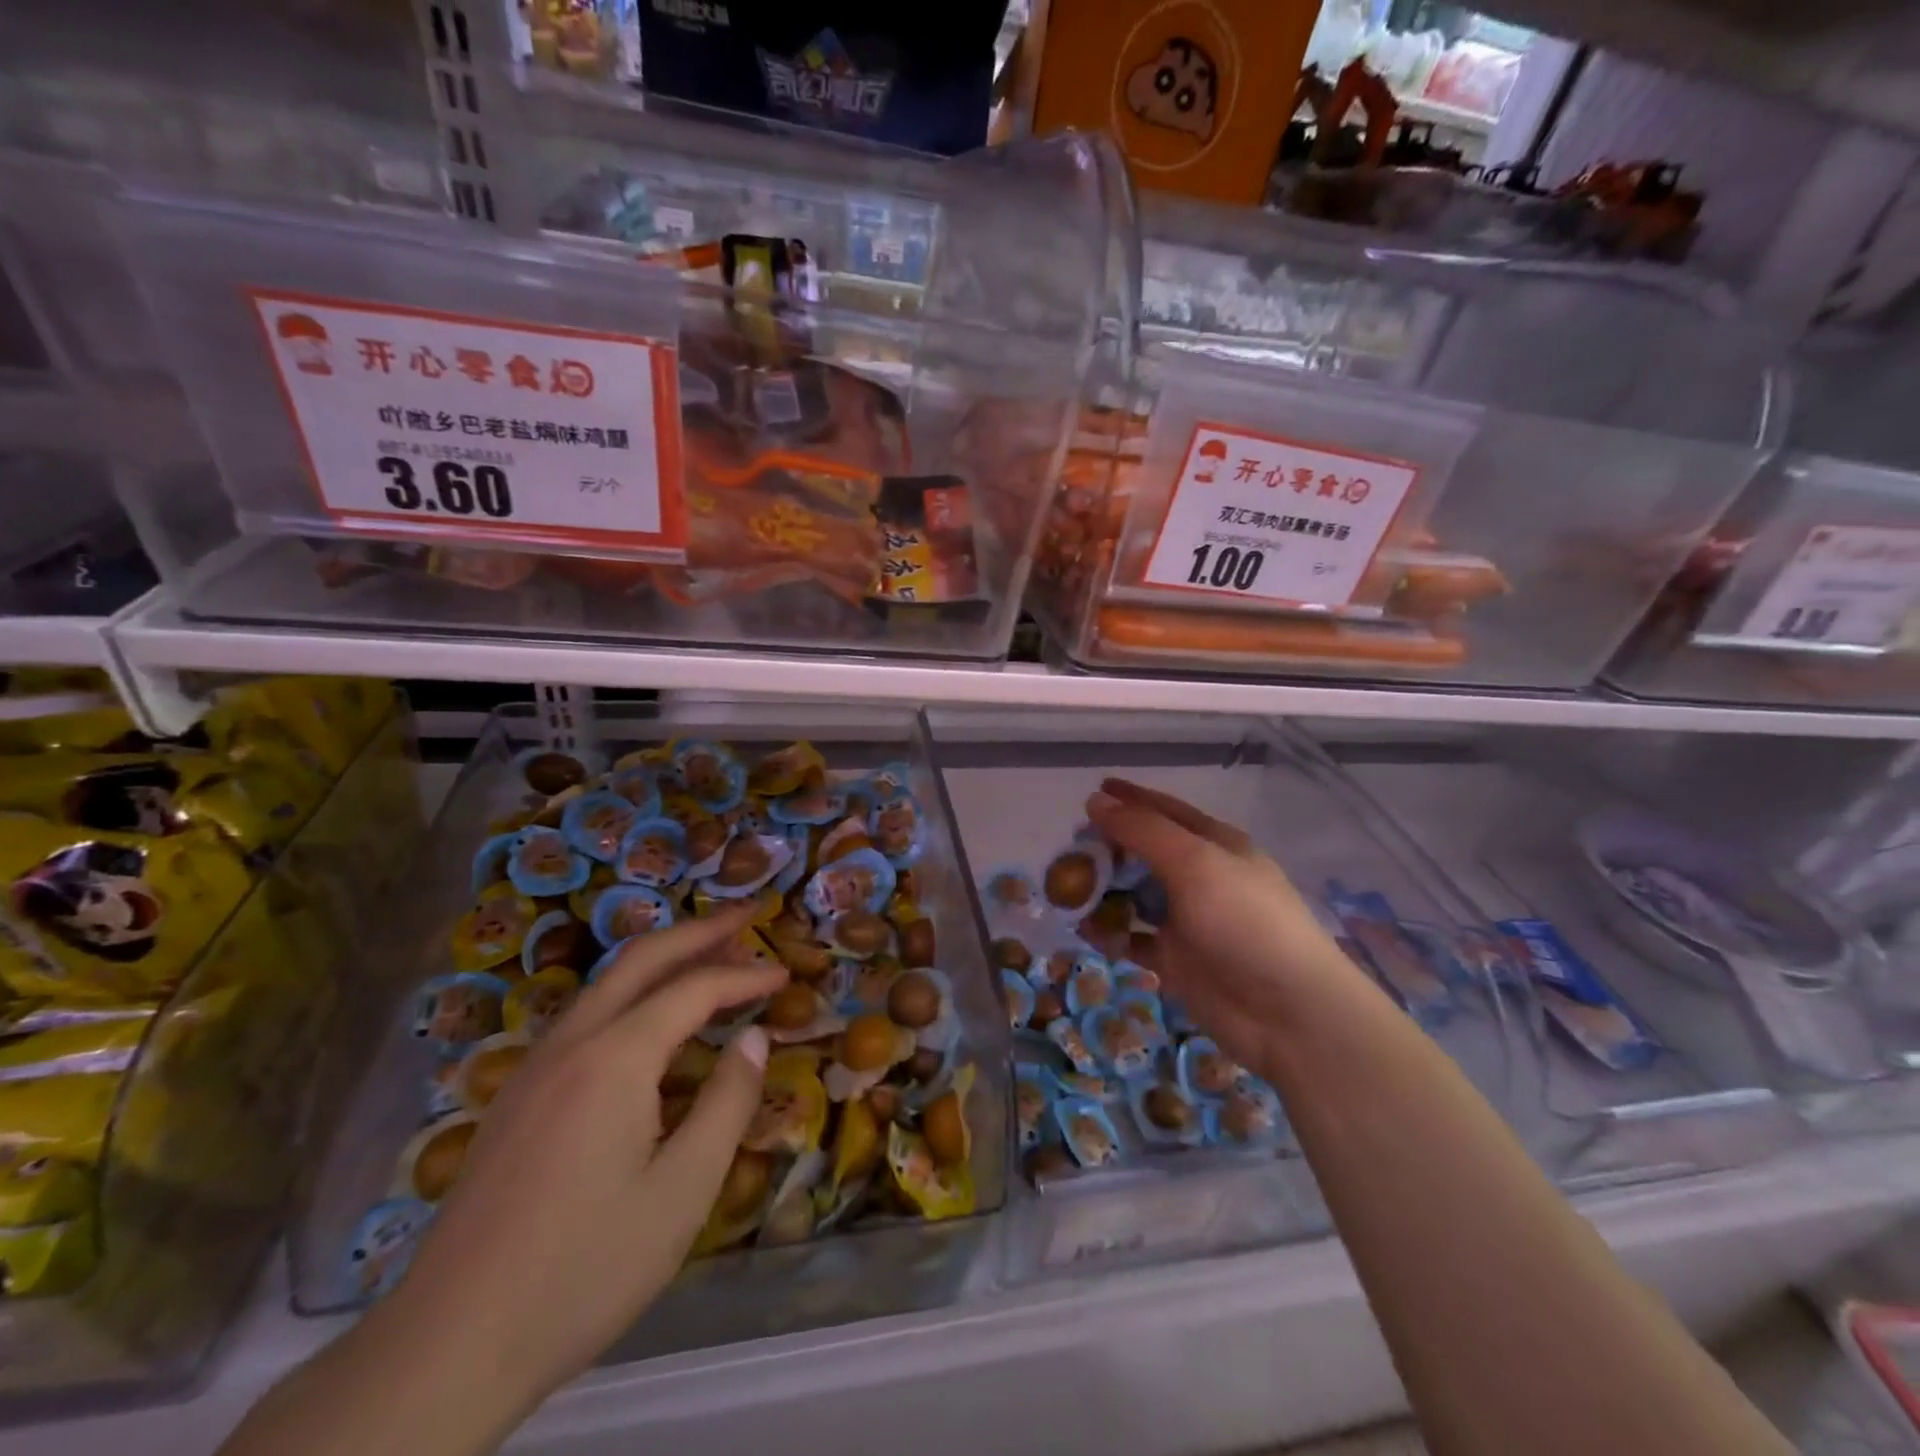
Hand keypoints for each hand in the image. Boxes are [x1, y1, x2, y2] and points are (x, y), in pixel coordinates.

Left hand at [369, 908, 785, 1423]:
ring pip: (606, 983)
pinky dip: (632, 994)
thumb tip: (754, 1039)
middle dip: (699, 930)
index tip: (785, 974)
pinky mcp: (517, 1097)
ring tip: (708, 956)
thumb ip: (727, 1104)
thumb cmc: (583, 1269)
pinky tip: (649, 1024)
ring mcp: (534, 1068)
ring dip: (662, 959)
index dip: (744, 976)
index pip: (693, 989)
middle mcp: (571, 1044)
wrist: (446, 1348)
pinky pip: (585, 1017)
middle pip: (641, 959)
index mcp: (614, 1059)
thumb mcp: (682, 1193)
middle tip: (747, 914)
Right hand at [1087, 778, 1369, 1082]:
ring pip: (1136, 895)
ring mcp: (1189, 921)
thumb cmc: (1245, 922)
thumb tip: (1096, 800)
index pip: (1165, 811)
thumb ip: (1143, 830)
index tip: (1092, 791)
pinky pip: (1134, 938)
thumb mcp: (1194, 862)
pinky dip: (1110, 933)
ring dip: (1104, 890)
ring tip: (1066, 890)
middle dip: (1109, 847)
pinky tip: (1086, 930)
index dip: (1130, 798)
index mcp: (1215, 845)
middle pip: (1145, 852)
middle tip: (1068, 850)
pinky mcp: (1177, 960)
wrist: (1288, 1013)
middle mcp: (1201, 878)